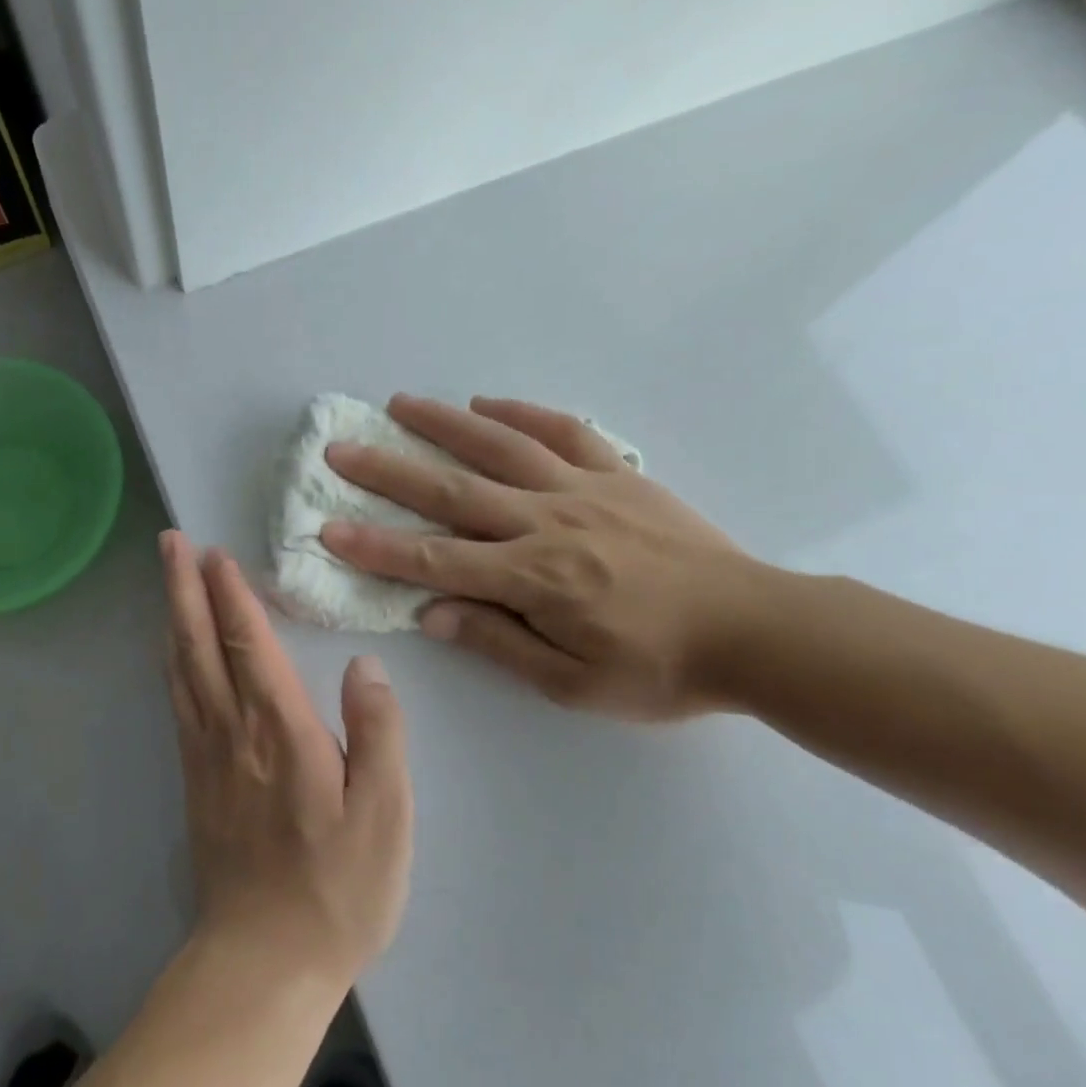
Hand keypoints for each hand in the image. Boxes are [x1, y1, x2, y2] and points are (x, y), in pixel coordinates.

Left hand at [160, 531, 412, 988]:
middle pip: (200, 644)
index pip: (250, 644)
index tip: (216, 552)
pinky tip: (172, 650)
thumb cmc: (337, 889)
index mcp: (280, 731)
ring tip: (166, 578)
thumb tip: (365, 666)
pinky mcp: (194, 779)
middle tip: (170, 541)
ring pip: (181, 668)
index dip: (231, 594)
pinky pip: (178, 701)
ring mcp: (206, 754)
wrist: (263, 961)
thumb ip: (379, 734)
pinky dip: (172, 662)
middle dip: (184, 587)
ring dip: (172, 615)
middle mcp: (233, 731)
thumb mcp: (385, 816)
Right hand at [321, 395, 765, 719]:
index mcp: (534, 579)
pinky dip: (521, 412)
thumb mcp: (573, 684)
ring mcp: (584, 490)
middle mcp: (547, 522)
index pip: (436, 559)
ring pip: (501, 446)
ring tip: (399, 404)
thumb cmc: (660, 669)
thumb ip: (499, 643)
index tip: (328, 529)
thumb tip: (432, 613)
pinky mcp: (617, 475)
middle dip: (389, 470)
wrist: (756, 631)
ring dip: (444, 423)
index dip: (377, 546)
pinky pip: (563, 432)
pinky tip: (485, 402)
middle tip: (342, 447)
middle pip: (453, 490)